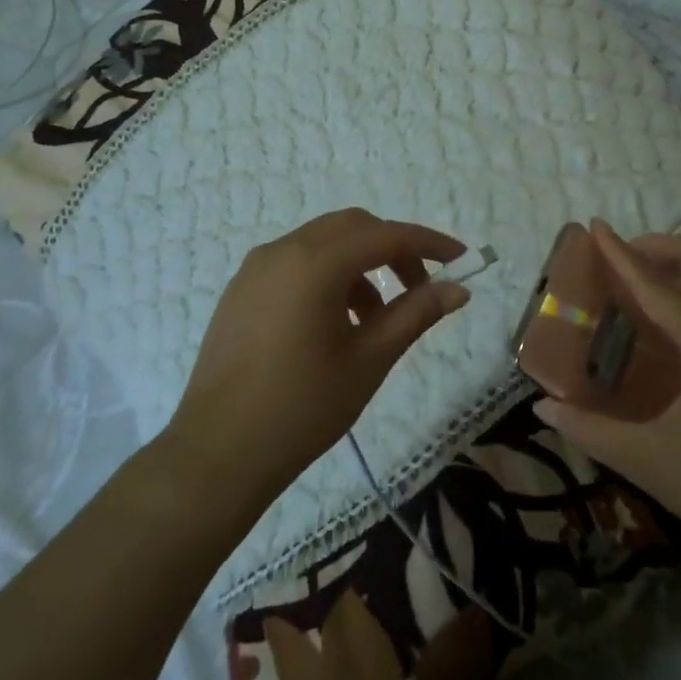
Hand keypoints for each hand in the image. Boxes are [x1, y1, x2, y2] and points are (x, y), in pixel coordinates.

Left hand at [164, 209, 469, 507]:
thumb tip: (458, 289)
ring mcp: (256, 268)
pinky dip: (329, 275)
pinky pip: (296, 263)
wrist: (218, 452)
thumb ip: (415, 313)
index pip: (386, 235)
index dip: (428, 244)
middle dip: (393, 249)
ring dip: (361, 264)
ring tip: (377, 318)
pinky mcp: (241, 289)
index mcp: (316, 263)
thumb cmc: (303, 406)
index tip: (462, 260)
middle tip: (421, 287)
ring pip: (323, 243)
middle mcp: (283, 250)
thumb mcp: (369, 359)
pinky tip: (337, 322)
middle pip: (353, 227)